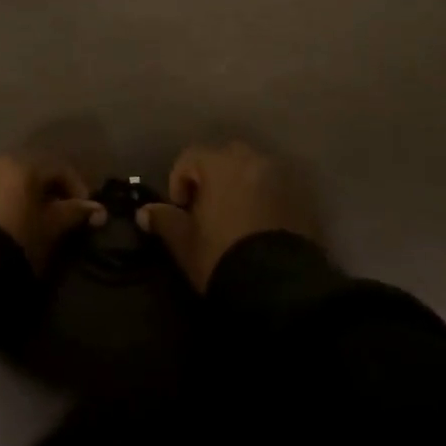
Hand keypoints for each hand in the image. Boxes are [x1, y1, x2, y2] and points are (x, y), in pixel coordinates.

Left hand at [0, 155, 104, 272]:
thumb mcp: (51, 227)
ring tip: (37, 217)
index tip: (86, 210)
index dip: (77, 187)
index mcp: (23, 163)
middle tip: (62, 212)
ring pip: (11, 177)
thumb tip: (98, 210)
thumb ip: (75, 213)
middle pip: (33, 169)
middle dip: (51, 188)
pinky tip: (12, 219)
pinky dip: (6, 198)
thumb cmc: (18, 239)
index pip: (59, 167)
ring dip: (27, 193)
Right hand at [136, 141, 314, 290]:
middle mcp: (253, 161)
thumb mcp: (184, 242)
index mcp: (220, 164)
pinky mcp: (302, 199)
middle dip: (213, 178)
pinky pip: (276, 188)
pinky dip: (265, 198)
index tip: (181, 210)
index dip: (179, 181)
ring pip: (253, 170)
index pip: (190, 157)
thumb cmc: (221, 256)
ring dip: (241, 186)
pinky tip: (259, 226)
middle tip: (207, 210)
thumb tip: (144, 212)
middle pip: (224, 158)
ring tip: (235, 218)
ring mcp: (281, 178)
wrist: (278, 287)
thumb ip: (164, 220)